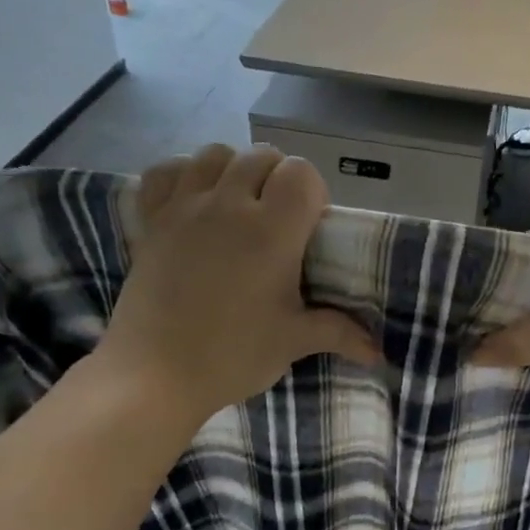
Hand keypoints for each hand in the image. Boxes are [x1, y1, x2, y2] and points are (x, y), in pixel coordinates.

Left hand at [97, 145, 380, 422]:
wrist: (155, 375)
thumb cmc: (232, 356)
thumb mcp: (293, 342)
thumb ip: (339, 333)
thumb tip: (379, 352)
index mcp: (271, 231)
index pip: (301, 173)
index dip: (312, 192)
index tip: (310, 226)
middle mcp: (227, 205)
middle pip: (261, 157)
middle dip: (277, 178)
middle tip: (278, 220)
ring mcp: (183, 208)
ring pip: (214, 154)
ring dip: (233, 169)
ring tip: (237, 205)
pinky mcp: (150, 220)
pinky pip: (165, 172)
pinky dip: (183, 174)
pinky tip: (193, 200)